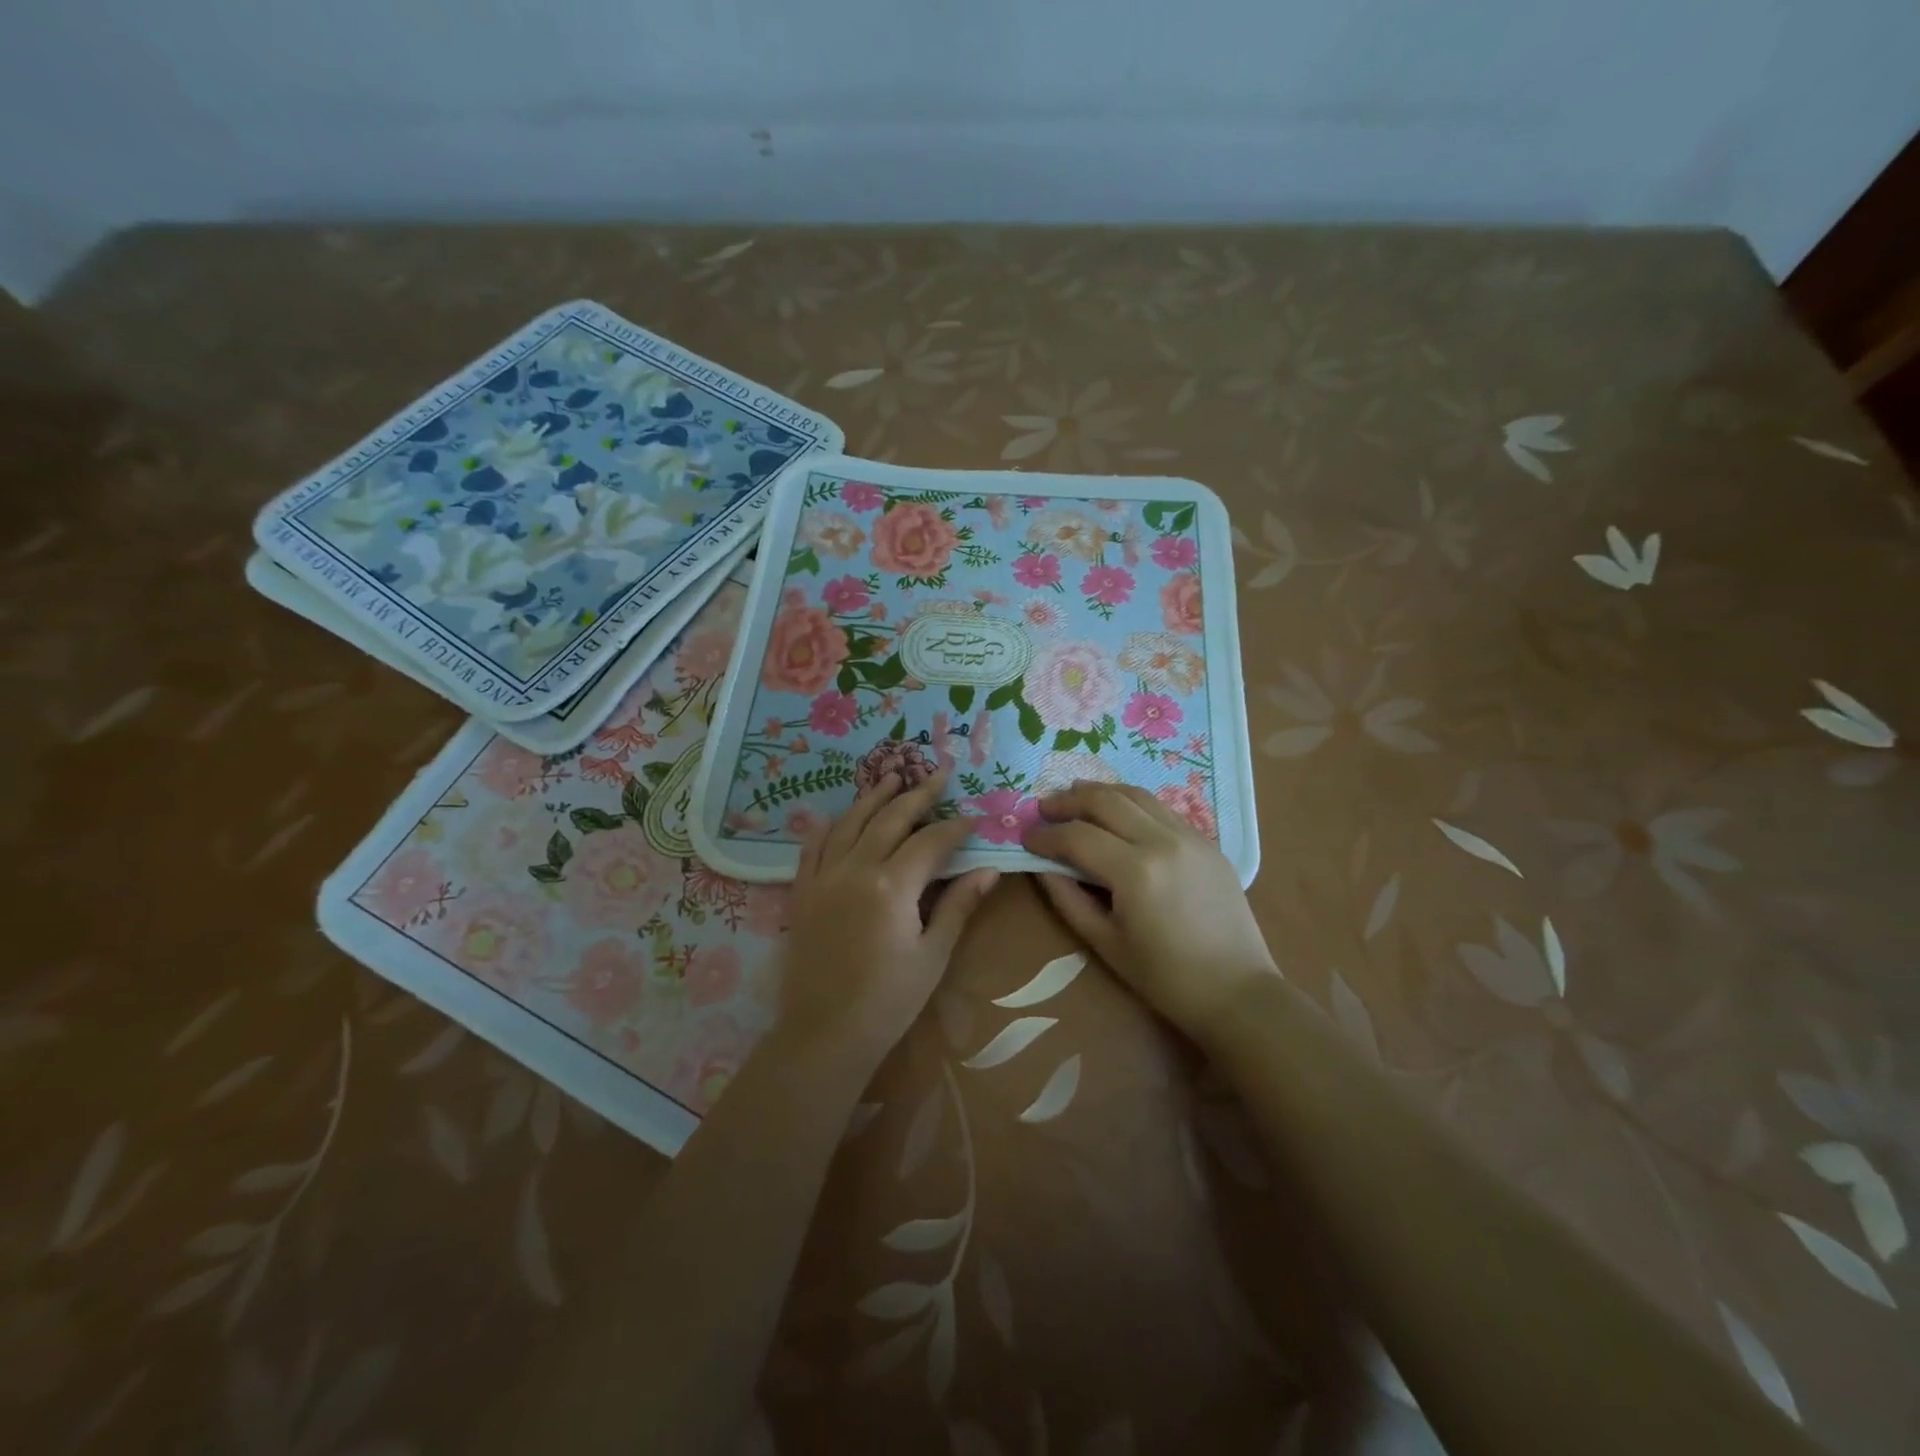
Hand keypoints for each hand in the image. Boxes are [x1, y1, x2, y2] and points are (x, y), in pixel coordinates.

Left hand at [780, 771, 998, 1066]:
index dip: (954, 827)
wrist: (824, 1035)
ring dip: (873, 798)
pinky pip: (812, 847)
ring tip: (892, 777)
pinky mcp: (802, 892)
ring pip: (849, 823)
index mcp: (892, 886)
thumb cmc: (888, 1001)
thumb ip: (957, 906)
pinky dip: (827, 826)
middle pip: (890, 819)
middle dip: (917, 794)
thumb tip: (988, 871)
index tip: (973, 818)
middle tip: (937, 774)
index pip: (930, 841)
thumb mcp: (932, 955)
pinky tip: (835, 815)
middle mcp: (855, 869)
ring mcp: (823, 878)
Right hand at [1022, 781, 1276, 1040]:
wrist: (1237, 991)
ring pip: (1136, 794)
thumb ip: (1068, 899)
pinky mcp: (1207, 842)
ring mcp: (1190, 836)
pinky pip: (1161, 808)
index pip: (1077, 836)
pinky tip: (1118, 813)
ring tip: (1075, 797)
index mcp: (1135, 871)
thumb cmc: (1165, 977)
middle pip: (1105, 800)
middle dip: (1068, 800)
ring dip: (1100, 792)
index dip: (1045, 835)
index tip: (1025, 838)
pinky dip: (1132, 802)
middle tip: (1044, 808)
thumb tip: (1040, 866)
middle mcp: (1162, 841)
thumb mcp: (1105, 943)